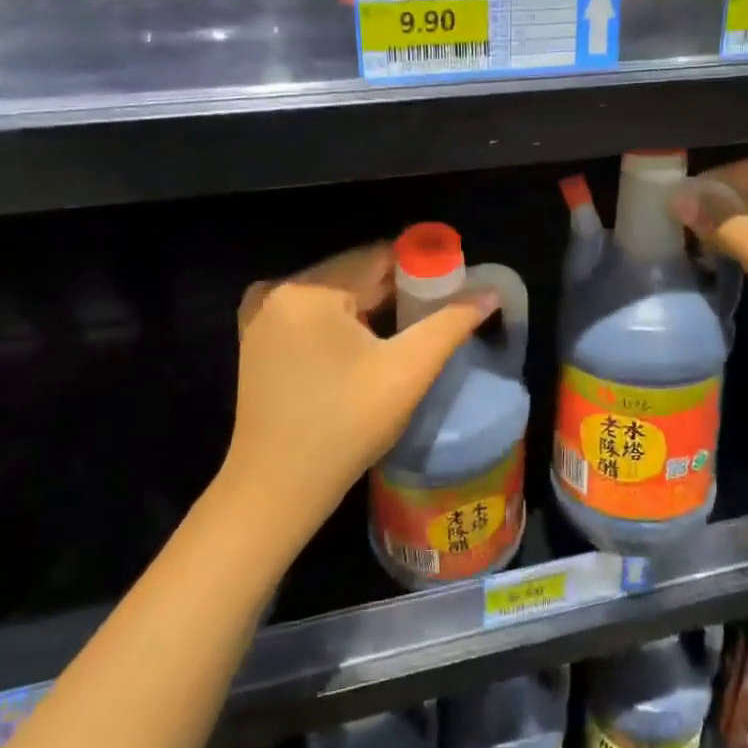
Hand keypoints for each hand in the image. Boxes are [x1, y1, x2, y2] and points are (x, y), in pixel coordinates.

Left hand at [218, 243, 497, 546]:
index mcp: (308, 289)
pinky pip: (312, 314)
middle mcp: (277, 290)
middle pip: (354, 274)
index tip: (452, 289)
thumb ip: (451, 323)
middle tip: (434, 315)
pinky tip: (365, 347)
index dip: (422, 268)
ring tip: (407, 333)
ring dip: (371, 306)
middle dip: (397, 290)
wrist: (277, 489)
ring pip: (335, 293)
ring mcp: (260, 315)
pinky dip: (342, 321)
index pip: (379, 257)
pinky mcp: (256, 339)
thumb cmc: (346, 426)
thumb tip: (490, 291)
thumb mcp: (408, 371)